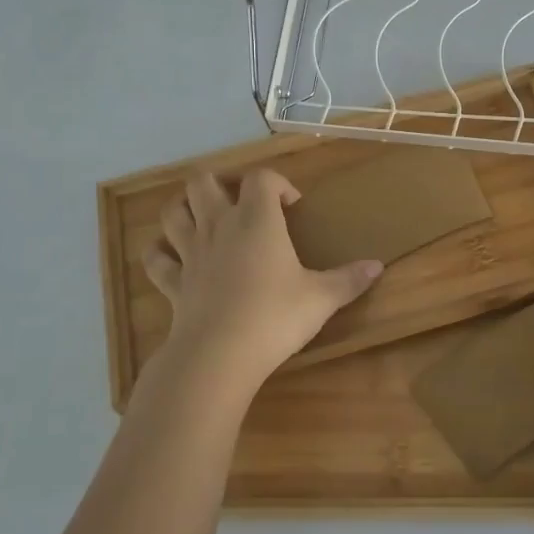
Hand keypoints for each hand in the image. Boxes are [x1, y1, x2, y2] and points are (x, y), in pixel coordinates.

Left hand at [143, 169, 383, 395]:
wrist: (220, 355)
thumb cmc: (275, 316)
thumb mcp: (321, 299)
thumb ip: (349, 280)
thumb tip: (378, 266)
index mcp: (256, 220)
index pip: (261, 178)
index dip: (277, 183)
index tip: (292, 206)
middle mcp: (218, 226)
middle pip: (204, 181)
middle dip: (221, 183)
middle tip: (241, 203)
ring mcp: (190, 252)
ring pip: (172, 211)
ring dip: (185, 208)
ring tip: (204, 218)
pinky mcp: (173, 282)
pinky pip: (155, 258)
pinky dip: (160, 252)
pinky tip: (172, 257)